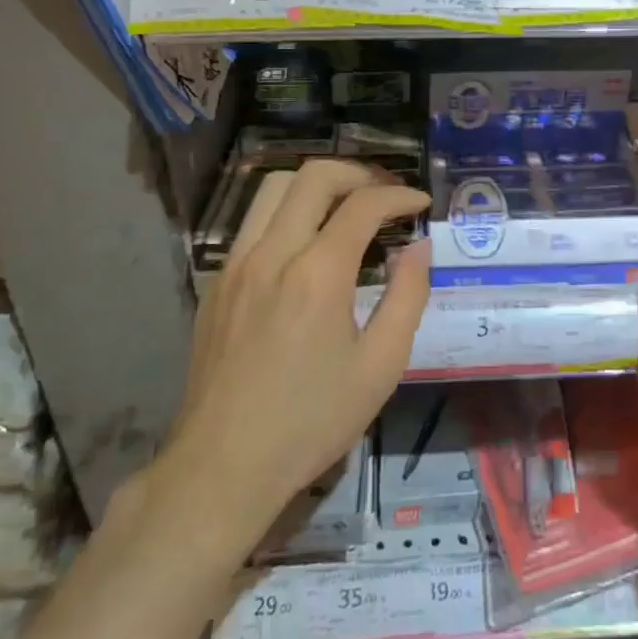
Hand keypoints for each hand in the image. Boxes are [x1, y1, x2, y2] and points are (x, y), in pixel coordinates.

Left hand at [158, 159, 429, 541]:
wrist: (223, 465)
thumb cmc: (311, 420)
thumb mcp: (380, 366)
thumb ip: (407, 296)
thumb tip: (418, 248)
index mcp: (318, 273)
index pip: (363, 204)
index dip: (399, 195)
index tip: (420, 203)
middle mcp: (272, 253)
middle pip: (314, 175)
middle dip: (359, 173)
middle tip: (386, 194)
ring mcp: (236, 263)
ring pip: (274, 188)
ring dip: (317, 185)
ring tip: (347, 206)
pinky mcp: (217, 281)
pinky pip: (253, 221)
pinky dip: (287, 212)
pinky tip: (306, 244)